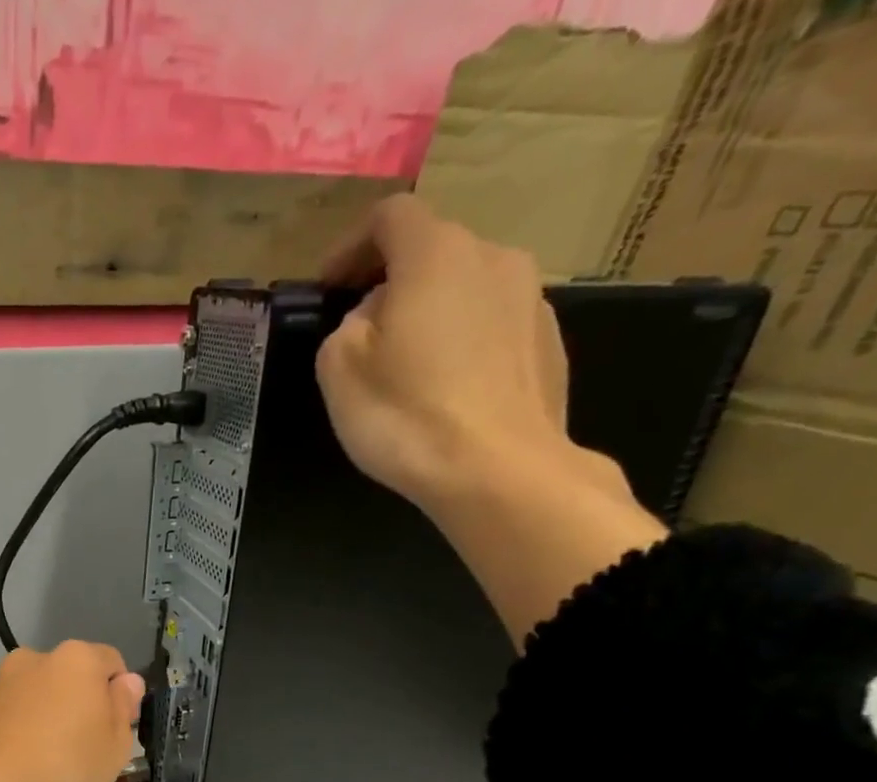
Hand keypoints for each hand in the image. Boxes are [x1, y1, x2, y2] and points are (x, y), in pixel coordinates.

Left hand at [0, 642, 144, 781]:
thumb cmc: (62, 771)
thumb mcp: (114, 749)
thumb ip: (123, 706)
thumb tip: (126, 681)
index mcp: (75, 660)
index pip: (111, 663)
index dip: (118, 695)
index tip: (113, 730)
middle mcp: (30, 658)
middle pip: (64, 676)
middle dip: (72, 702)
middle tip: (74, 748)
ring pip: (25, 692)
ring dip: (34, 713)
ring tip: (32, 758)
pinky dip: (1, 728)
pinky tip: (2, 762)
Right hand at [313, 194, 578, 508]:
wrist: (497, 470)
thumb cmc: (406, 415)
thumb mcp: (339, 371)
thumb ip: (346, 327)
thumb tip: (374, 318)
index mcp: (436, 254)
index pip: (390, 217)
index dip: (351, 246)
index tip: (328, 286)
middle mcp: (493, 258)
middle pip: (433, 253)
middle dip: (393, 284)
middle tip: (363, 334)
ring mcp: (531, 299)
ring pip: (467, 290)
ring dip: (432, 314)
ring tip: (406, 368)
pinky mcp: (549, 343)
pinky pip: (493, 328)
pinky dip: (464, 344)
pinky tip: (446, 392)